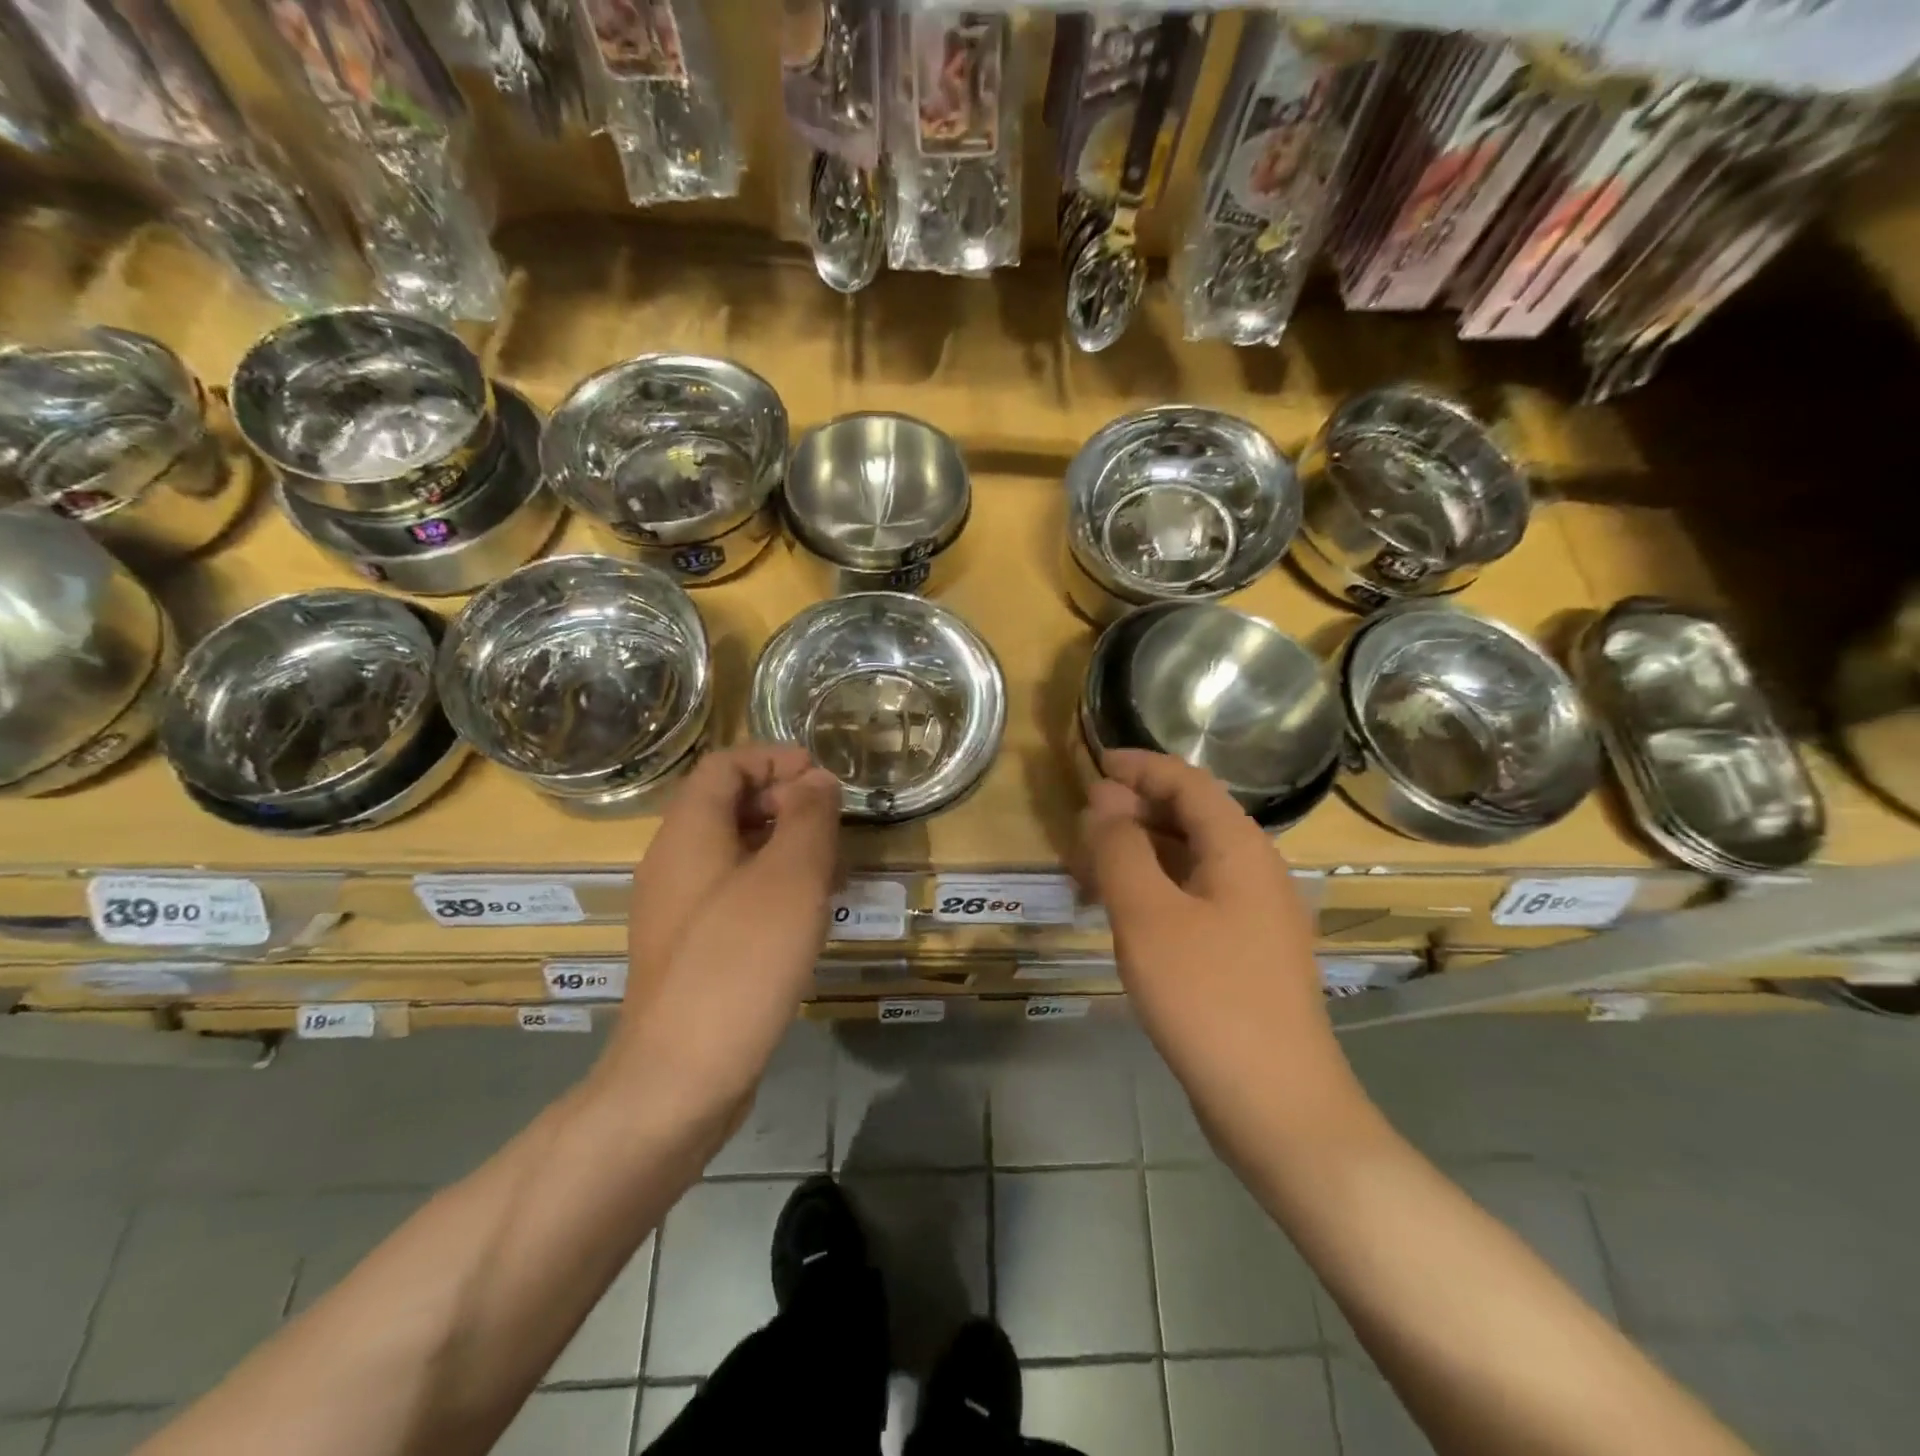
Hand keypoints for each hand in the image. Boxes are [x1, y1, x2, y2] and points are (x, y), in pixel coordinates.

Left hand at [600, 746, 842, 1129]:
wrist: (679, 1078)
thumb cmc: (739, 963)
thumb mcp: (790, 879)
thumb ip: (808, 819)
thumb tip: (817, 781)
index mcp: (688, 834)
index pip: (725, 765)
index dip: (774, 758)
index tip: (823, 779)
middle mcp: (674, 863)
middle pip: (728, 805)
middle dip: (785, 802)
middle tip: (835, 826)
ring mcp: (678, 910)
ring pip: (735, 852)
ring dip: (784, 846)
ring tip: (832, 870)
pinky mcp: (690, 949)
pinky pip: (733, 894)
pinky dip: (772, 886)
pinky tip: (807, 916)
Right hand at [1079, 750, 1360, 1142]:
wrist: (1276, 1104)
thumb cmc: (1208, 998)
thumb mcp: (1147, 915)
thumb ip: (1120, 848)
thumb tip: (1104, 798)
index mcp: (1239, 848)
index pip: (1187, 782)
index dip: (1140, 766)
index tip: (1095, 763)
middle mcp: (1255, 871)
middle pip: (1191, 817)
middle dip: (1135, 810)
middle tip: (1082, 820)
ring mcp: (1255, 915)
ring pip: (1191, 860)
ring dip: (1142, 851)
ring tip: (1092, 863)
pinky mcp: (1245, 952)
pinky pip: (1195, 897)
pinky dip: (1156, 888)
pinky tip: (1125, 911)